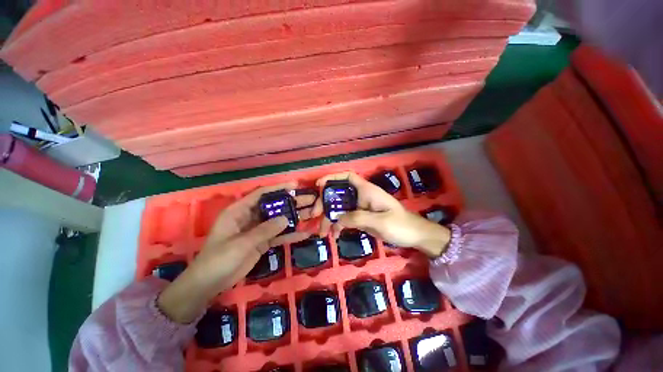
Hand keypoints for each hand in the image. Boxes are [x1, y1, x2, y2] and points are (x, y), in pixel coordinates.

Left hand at [158, 182, 314, 322]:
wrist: (209, 284)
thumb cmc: (219, 259)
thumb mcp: (241, 243)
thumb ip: (264, 230)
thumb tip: (286, 219)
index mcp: (240, 211)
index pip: (261, 194)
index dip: (278, 188)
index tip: (295, 186)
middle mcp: (250, 217)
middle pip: (274, 206)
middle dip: (292, 203)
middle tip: (310, 200)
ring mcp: (258, 230)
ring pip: (279, 220)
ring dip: (294, 218)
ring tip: (312, 214)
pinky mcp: (263, 242)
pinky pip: (279, 236)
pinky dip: (291, 235)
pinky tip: (305, 234)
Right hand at [312, 172, 450, 257]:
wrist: (414, 236)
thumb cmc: (400, 224)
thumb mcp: (380, 221)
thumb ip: (357, 218)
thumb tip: (337, 218)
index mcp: (367, 191)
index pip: (348, 177)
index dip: (333, 177)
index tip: (319, 185)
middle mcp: (361, 197)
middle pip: (339, 194)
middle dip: (325, 203)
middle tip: (315, 215)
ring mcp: (361, 208)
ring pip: (340, 208)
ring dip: (330, 218)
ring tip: (322, 232)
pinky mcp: (361, 218)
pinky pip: (345, 219)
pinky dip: (338, 225)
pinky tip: (334, 234)